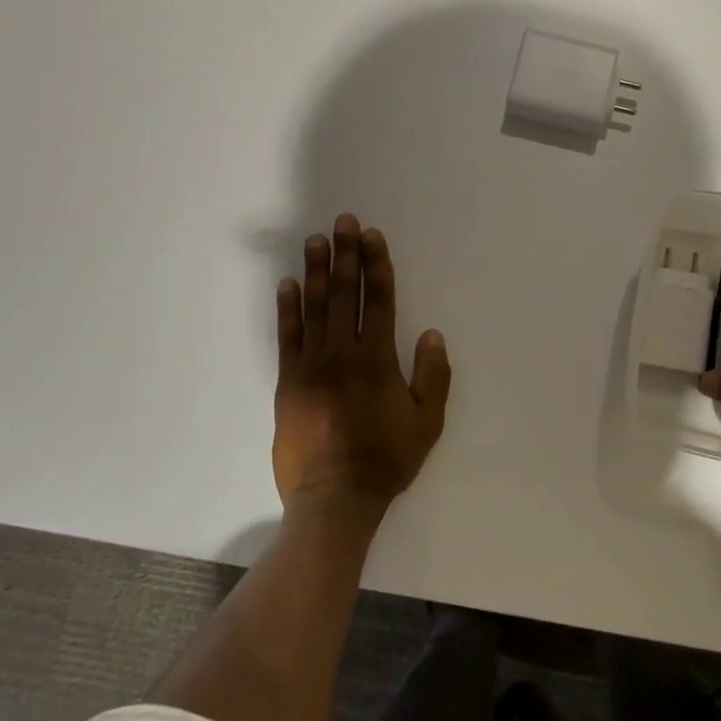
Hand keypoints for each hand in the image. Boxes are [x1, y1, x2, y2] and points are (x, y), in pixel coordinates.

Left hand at [273, 215, 450, 513]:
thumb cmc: (386, 459)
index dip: (377, 265)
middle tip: (343, 222)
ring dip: (317, 271)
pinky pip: (287, 337)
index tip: (372, 236)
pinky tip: (288, 284)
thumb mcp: (427, 421)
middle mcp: (342, 353)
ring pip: (314, 308)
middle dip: (346, 255)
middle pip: (345, 294)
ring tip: (316, 241)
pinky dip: (288, 309)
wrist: (334, 498)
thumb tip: (431, 333)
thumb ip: (433, 375)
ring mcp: (310, 366)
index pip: (378, 300)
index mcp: (377, 359)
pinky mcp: (287, 382)